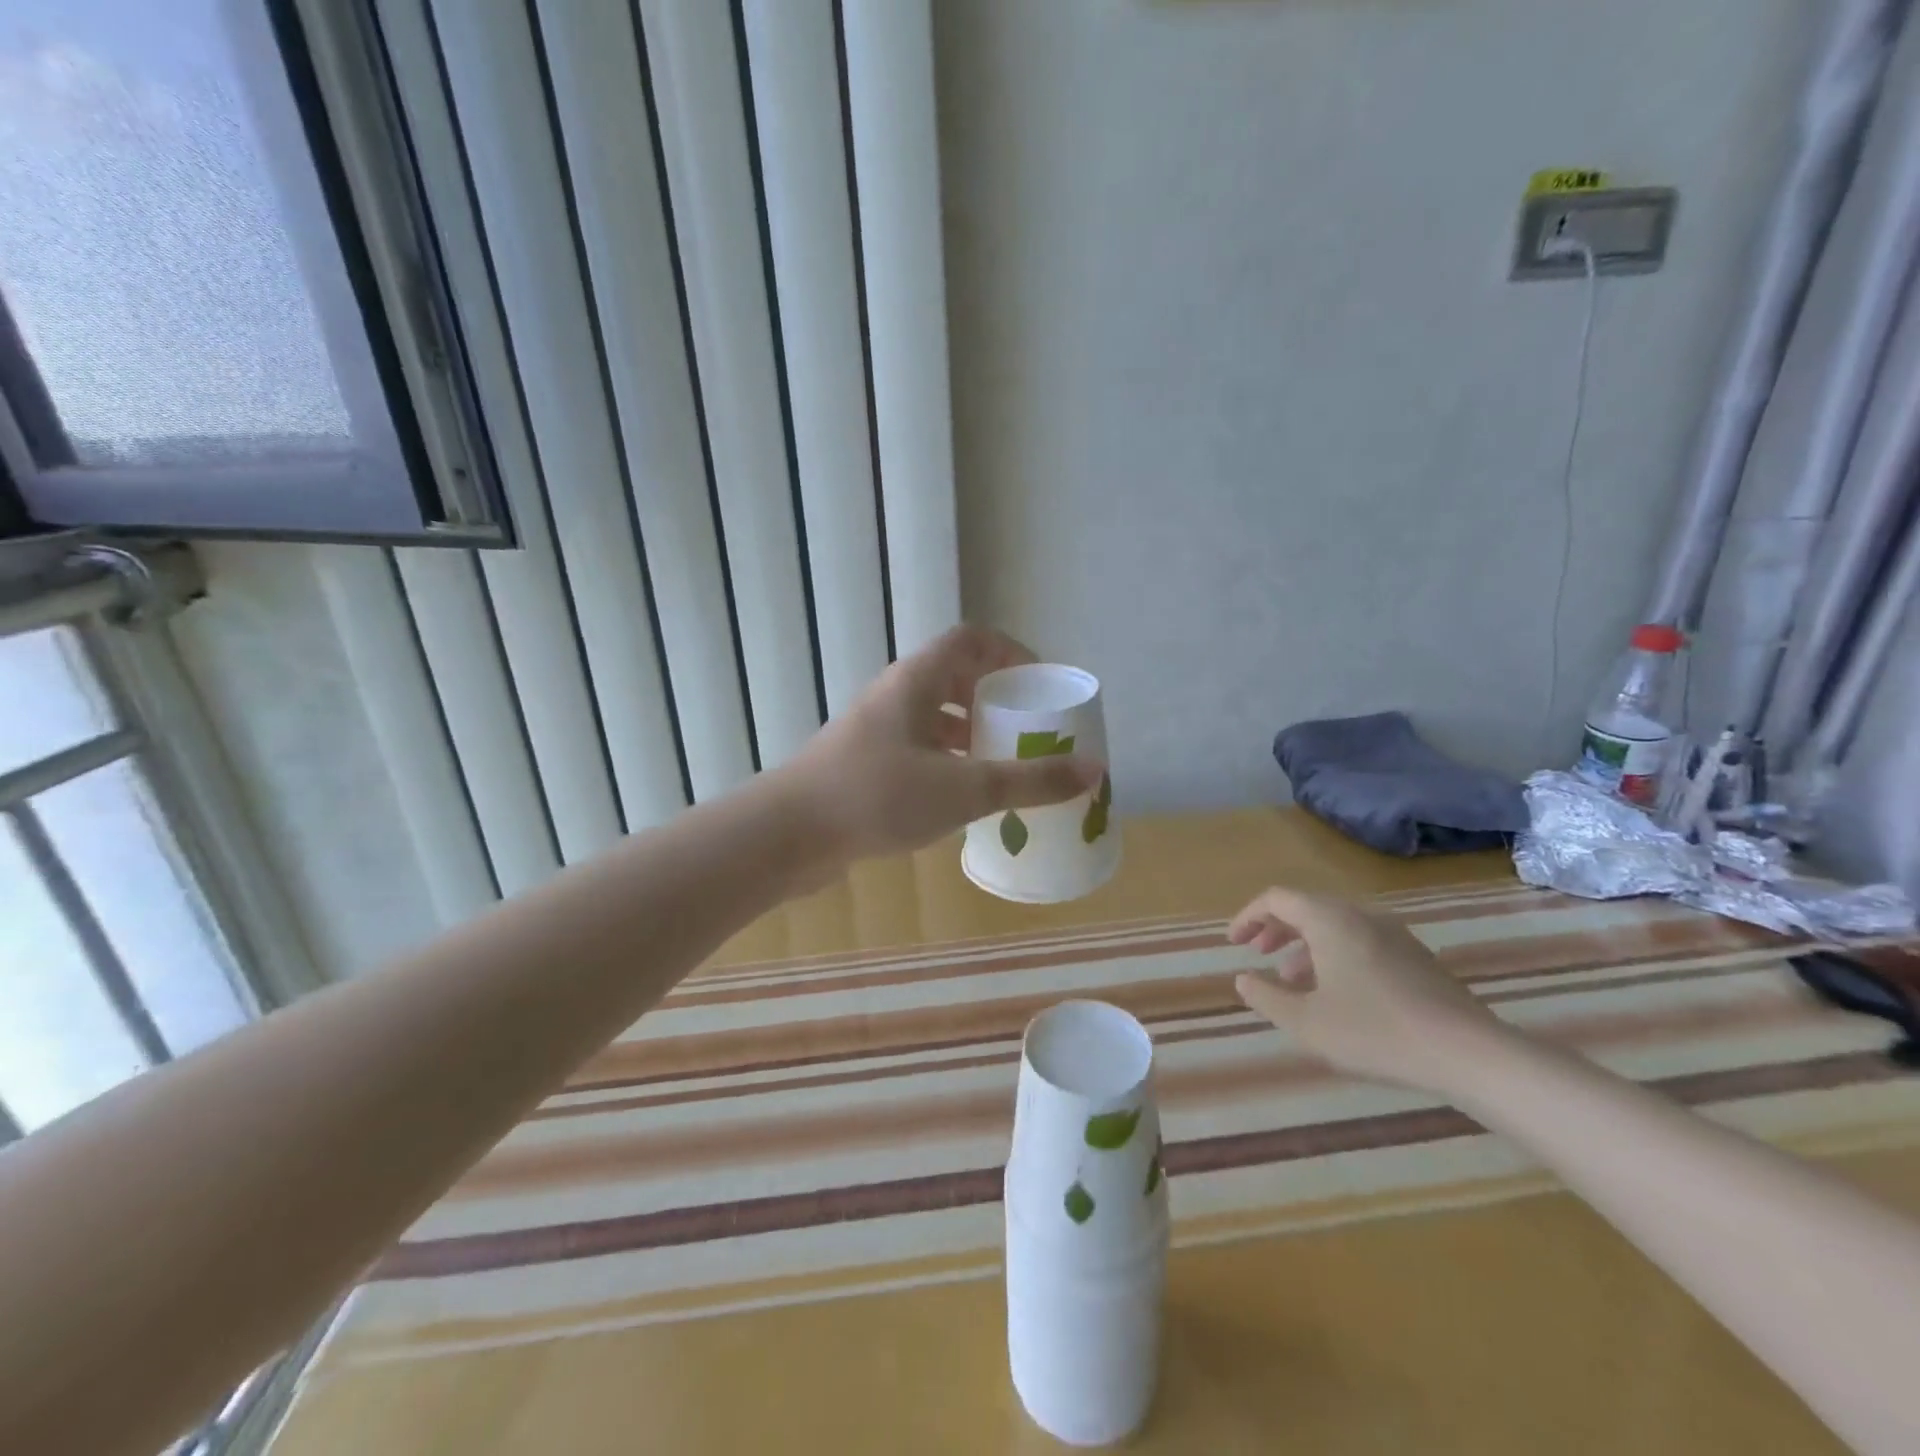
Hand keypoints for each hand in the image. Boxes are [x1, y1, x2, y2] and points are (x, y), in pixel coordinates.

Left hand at [782, 625, 1101, 864]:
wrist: (788, 835)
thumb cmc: (877, 796)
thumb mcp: (963, 788)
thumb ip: (1029, 780)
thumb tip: (1093, 769)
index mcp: (917, 681)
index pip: (971, 640)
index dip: (1011, 651)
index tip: (1041, 685)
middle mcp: (895, 697)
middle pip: (955, 679)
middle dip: (997, 701)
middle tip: (1030, 731)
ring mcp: (876, 732)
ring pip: (935, 719)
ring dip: (972, 736)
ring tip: (1006, 767)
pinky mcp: (865, 766)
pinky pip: (918, 751)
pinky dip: (948, 764)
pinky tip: (965, 800)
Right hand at [1228, 886, 1508, 1093]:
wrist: (1470, 1054)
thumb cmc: (1376, 1032)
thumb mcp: (1306, 1023)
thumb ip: (1266, 997)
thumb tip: (1244, 979)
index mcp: (1329, 920)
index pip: (1277, 899)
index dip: (1249, 917)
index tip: (1234, 943)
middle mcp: (1360, 916)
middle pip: (1307, 907)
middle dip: (1276, 929)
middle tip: (1258, 954)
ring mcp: (1394, 934)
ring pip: (1335, 925)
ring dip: (1305, 945)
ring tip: (1293, 981)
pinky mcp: (1417, 957)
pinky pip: (1361, 940)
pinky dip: (1335, 954)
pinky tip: (1338, 993)